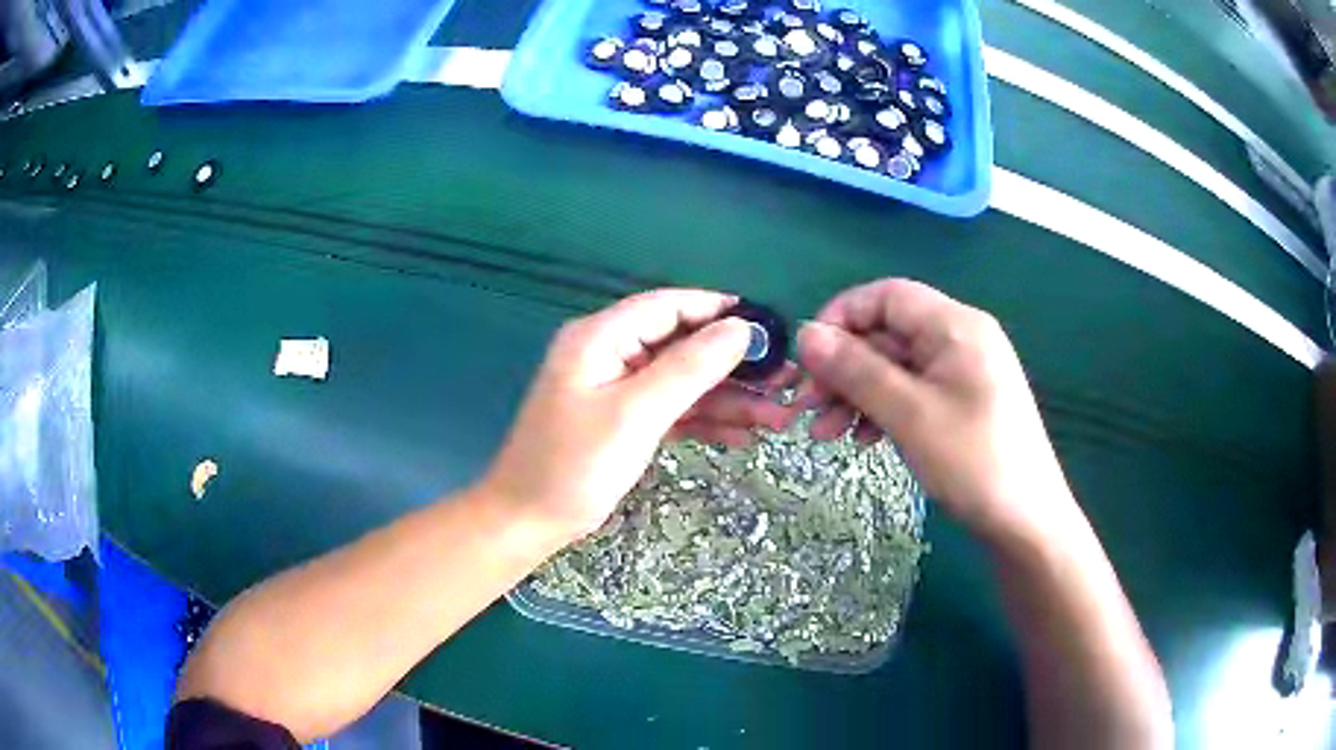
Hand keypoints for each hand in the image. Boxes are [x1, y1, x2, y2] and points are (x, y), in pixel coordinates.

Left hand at [481, 289, 796, 540]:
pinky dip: (703, 420)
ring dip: (727, 399)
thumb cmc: (575, 465)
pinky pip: (671, 409)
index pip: (667, 306)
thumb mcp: (636, 414)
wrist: (528, 522)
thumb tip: (740, 329)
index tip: (766, 326)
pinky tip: (742, 436)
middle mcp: (609, 354)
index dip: (717, 310)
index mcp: (600, 338)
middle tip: (784, 381)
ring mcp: (615, 390)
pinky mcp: (622, 421)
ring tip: (778, 417)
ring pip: (682, 382)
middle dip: (732, 365)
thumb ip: (689, 368)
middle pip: (681, 346)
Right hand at [796, 279, 1078, 545]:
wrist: (1027, 520)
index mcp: (955, 325)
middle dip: (843, 369)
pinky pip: (913, 391)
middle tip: (805, 409)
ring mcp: (964, 372)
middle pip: (888, 335)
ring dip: (856, 394)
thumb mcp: (910, 414)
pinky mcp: (963, 402)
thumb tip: (805, 335)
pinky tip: (864, 439)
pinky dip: (883, 409)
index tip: (807, 358)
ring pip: (896, 367)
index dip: (841, 317)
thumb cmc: (973, 461)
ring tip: (825, 435)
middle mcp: (960, 338)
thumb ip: (856, 370)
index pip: (887, 296)